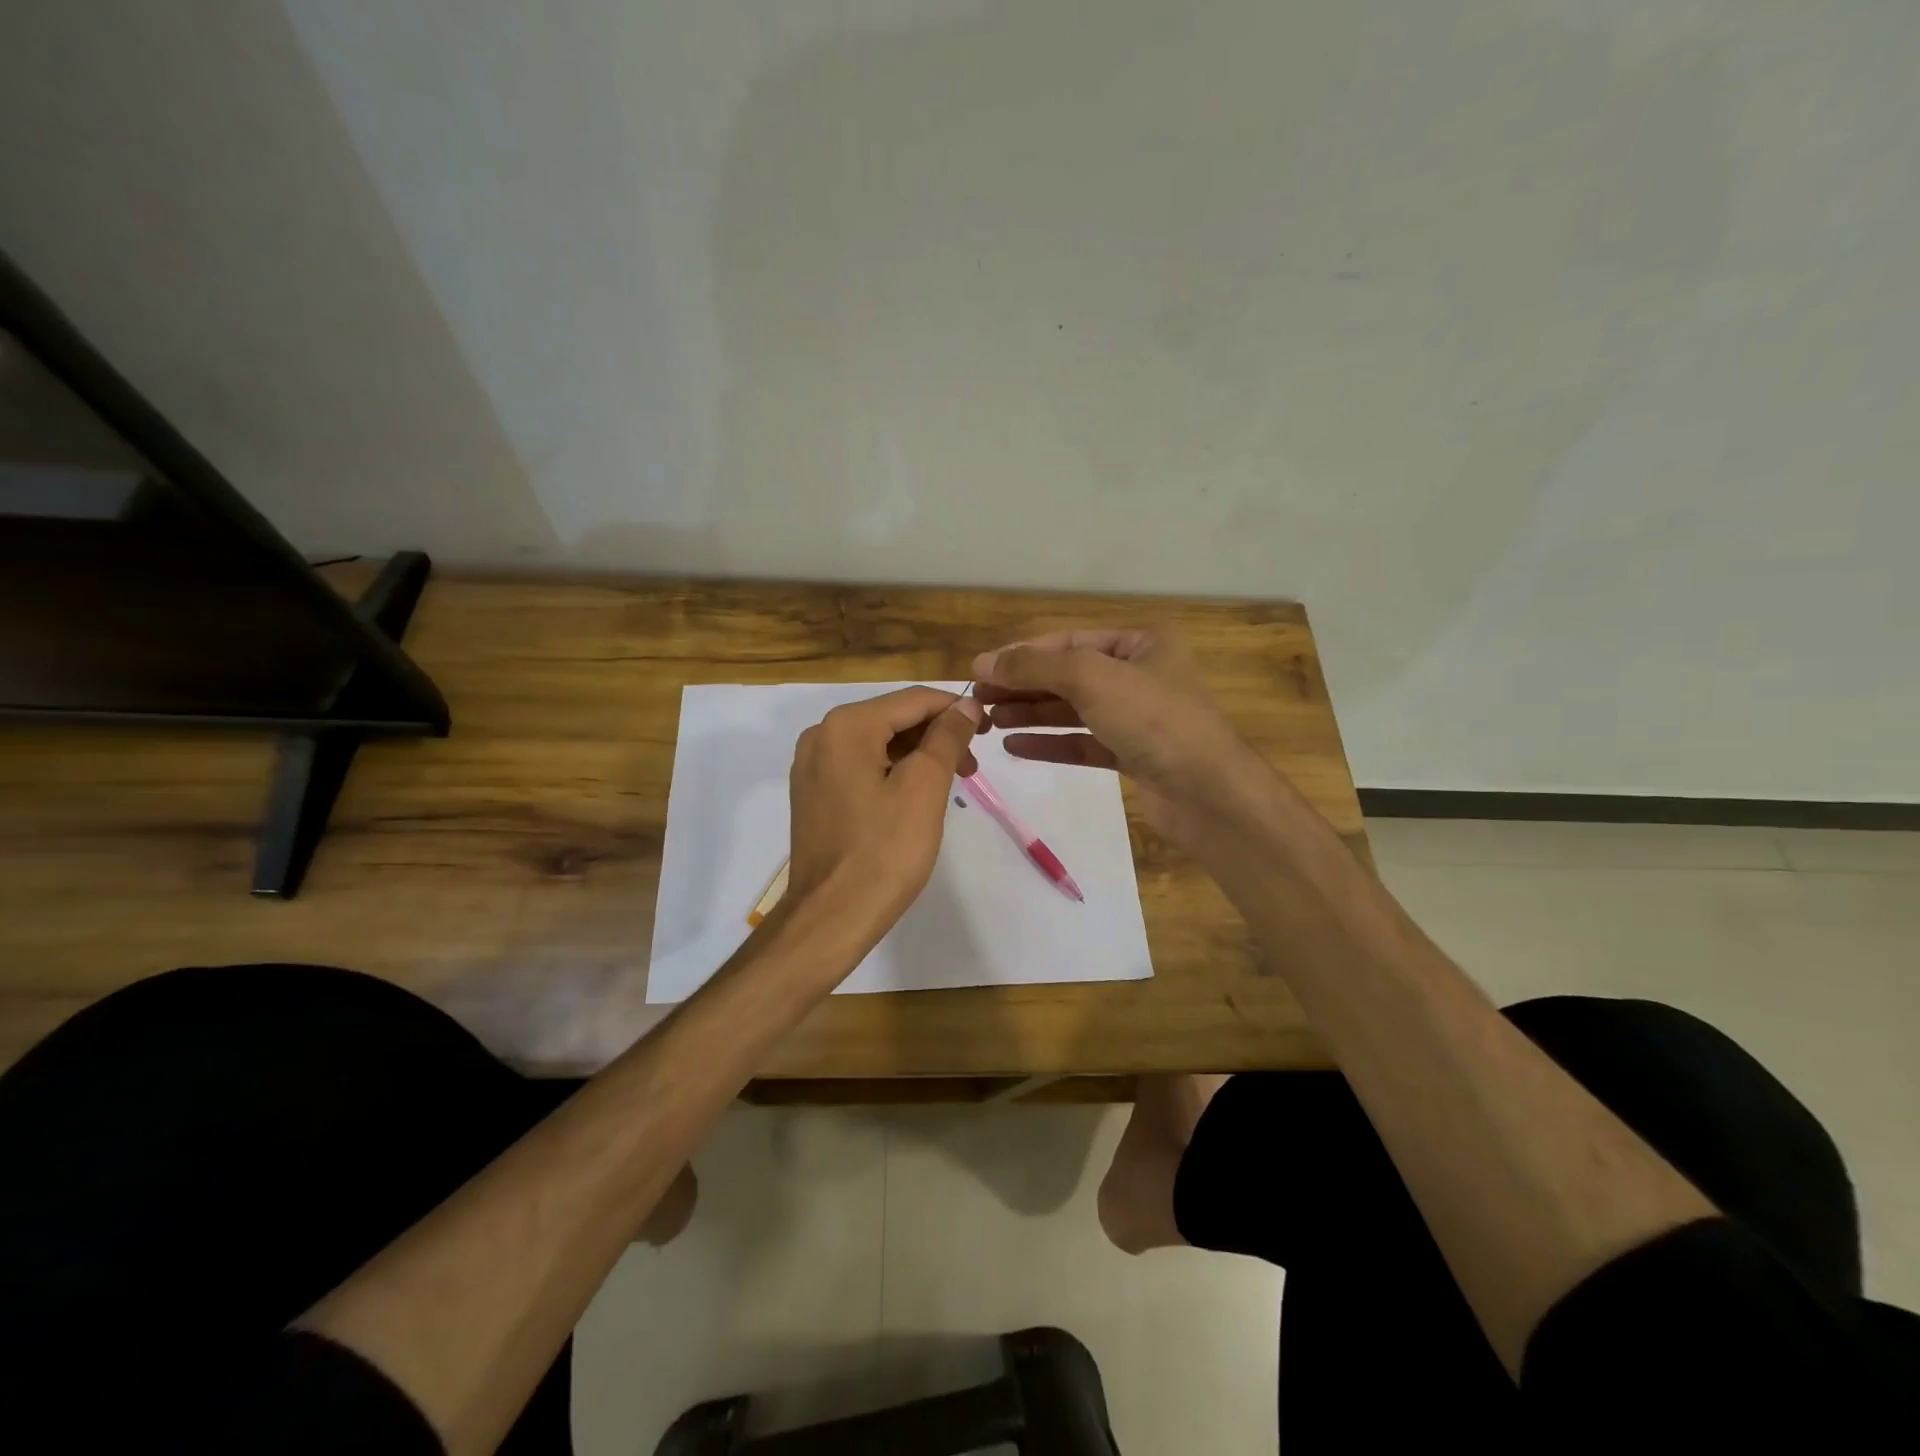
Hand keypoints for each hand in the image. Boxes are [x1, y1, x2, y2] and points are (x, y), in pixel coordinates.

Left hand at [784, 686, 985, 945]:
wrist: (832, 916)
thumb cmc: (884, 851)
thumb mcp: (925, 787)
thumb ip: (947, 737)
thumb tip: (967, 705)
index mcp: (846, 726)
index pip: (912, 699)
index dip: (956, 709)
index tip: (989, 727)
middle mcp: (821, 735)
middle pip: (893, 719)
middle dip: (937, 735)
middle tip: (973, 764)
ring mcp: (812, 766)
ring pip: (878, 743)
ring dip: (918, 755)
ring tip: (952, 781)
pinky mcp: (813, 793)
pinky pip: (861, 766)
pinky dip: (893, 772)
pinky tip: (917, 795)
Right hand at [970, 629, 1266, 848]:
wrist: (1206, 791)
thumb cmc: (1152, 718)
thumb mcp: (1091, 677)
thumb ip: (1035, 666)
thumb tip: (984, 662)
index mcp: (1142, 643)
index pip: (1069, 642)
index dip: (1023, 654)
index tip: (980, 670)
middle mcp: (1140, 675)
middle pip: (1068, 676)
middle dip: (1023, 686)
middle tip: (979, 699)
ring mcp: (1137, 718)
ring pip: (1073, 710)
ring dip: (1031, 714)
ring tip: (989, 721)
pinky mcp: (1132, 755)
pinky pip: (1082, 743)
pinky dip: (1049, 743)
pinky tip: (1014, 747)